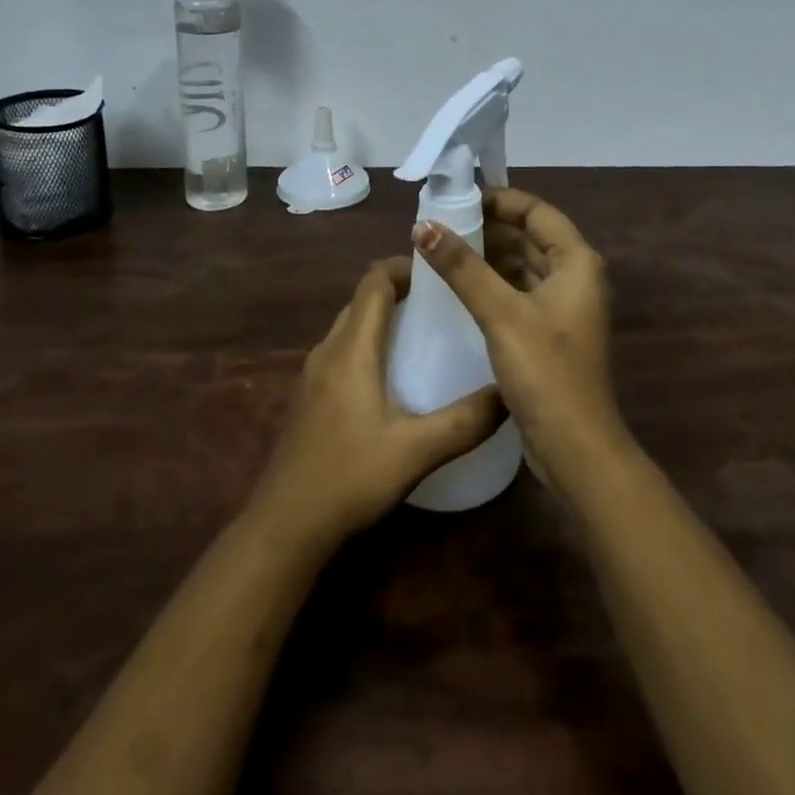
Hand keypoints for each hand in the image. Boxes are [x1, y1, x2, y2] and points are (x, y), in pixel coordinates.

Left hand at [251, 259, 505, 545]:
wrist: (284, 527)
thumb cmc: (349, 478)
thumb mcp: (416, 451)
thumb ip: (465, 421)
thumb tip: (510, 391)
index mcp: (351, 348)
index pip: (374, 281)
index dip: (405, 266)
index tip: (440, 272)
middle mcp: (328, 350)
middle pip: (362, 300)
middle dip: (400, 290)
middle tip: (443, 303)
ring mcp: (313, 374)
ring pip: (351, 326)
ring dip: (384, 318)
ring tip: (425, 334)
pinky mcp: (309, 397)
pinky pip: (342, 351)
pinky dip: (369, 344)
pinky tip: (394, 377)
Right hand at [412, 188, 624, 495]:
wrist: (576, 450)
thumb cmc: (546, 373)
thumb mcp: (501, 314)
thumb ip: (462, 268)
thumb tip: (423, 226)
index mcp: (576, 261)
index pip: (536, 211)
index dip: (499, 201)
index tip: (457, 201)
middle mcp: (575, 277)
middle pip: (528, 237)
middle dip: (487, 229)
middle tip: (440, 227)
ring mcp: (563, 307)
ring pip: (521, 266)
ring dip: (487, 258)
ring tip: (442, 253)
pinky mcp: (549, 333)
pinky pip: (518, 293)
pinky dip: (492, 285)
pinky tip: (458, 288)